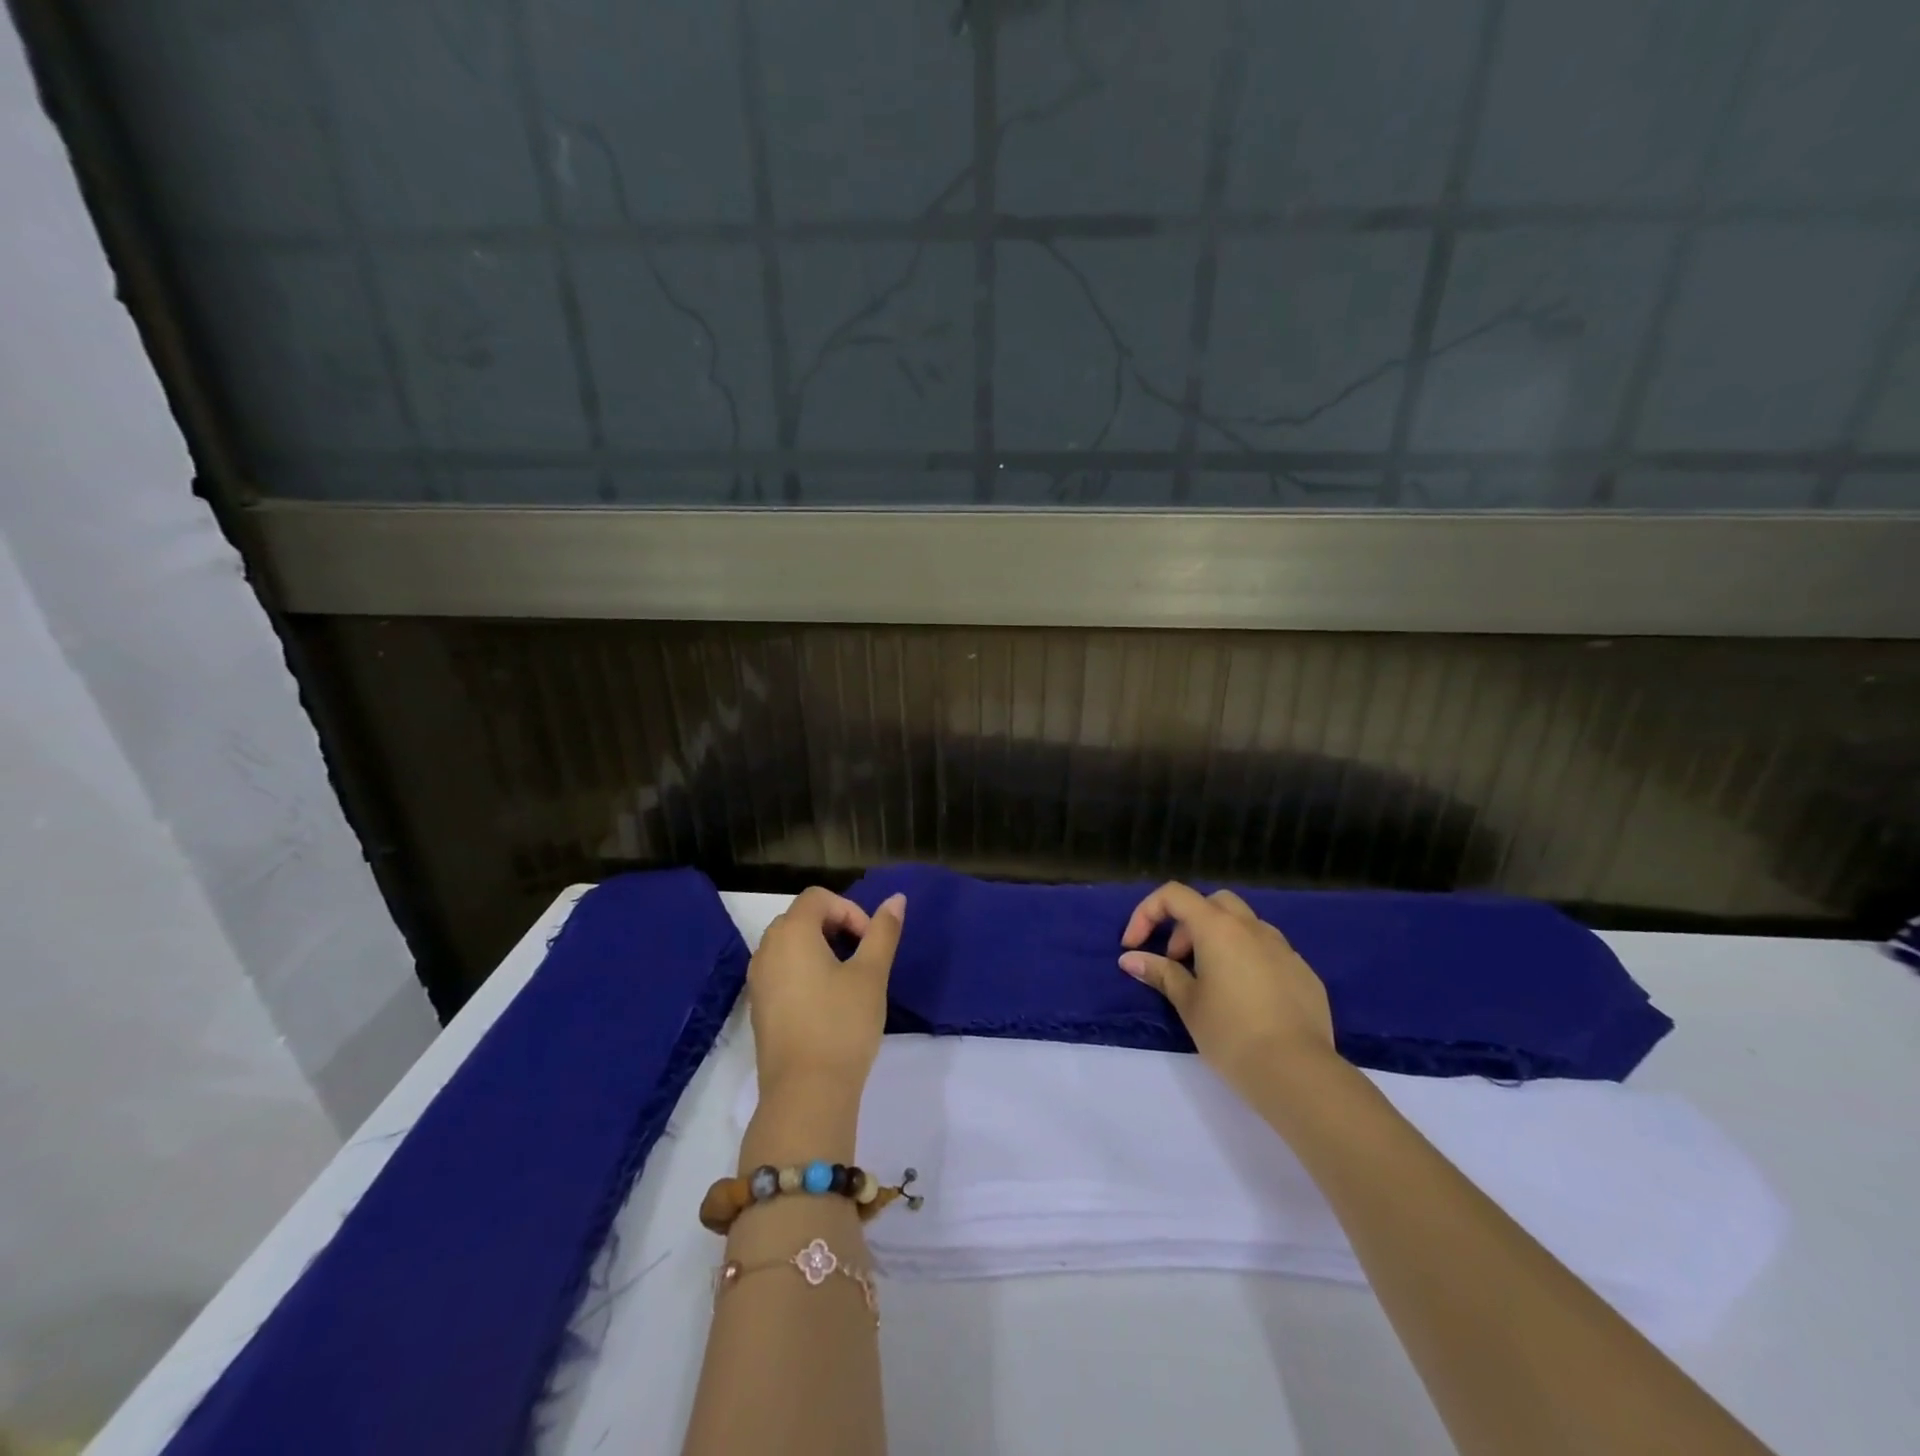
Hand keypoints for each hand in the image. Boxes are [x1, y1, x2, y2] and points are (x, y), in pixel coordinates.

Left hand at [748, 886, 905, 1099]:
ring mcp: (757, 980)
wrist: (806, 1094)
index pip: (818, 898)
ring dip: (820, 949)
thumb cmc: (842, 1025)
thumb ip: (883, 932)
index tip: (870, 942)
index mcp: (791, 933)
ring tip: (847, 980)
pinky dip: (804, 971)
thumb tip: (896, 898)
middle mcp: (766, 949)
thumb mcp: (872, 974)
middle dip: (835, 927)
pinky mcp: (758, 1007)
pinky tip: (827, 1003)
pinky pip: (781, 971)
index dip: (850, 910)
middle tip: (862, 957)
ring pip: (790, 945)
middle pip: (801, 917)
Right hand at [1119, 881, 1337, 1100]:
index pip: (1174, 895)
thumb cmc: (1231, 1033)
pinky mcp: (1305, 973)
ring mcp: (1284, 949)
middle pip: (1214, 903)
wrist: (1297, 1072)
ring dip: (1220, 940)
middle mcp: (1253, 928)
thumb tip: (1130, 958)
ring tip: (1211, 981)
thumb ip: (1160, 973)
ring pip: (1246, 926)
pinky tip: (1247, 1000)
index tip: (1134, 946)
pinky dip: (1249, 961)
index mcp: (1218, 928)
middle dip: (1188, 924)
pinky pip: (1269, 953)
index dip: (1147, 913)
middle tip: (1177, 960)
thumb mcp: (1188, 1003)